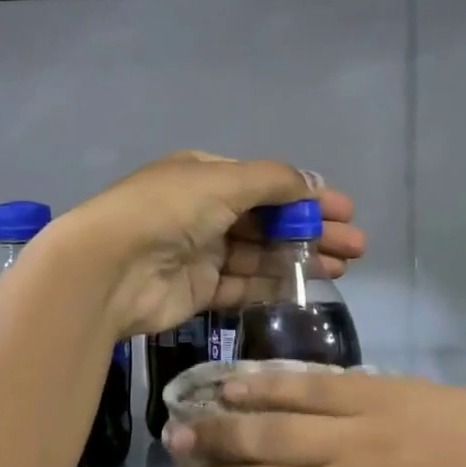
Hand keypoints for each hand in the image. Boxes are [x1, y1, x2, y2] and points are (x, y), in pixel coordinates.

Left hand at [61, 152, 363, 339]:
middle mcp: (204, 211)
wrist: (109, 268)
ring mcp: (201, 253)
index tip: (345, 211)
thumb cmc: (168, 211)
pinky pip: (244, 286)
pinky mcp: (199, 290)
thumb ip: (274, 182)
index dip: (307, 197)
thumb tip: (314, 182)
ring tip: (342, 268)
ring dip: (301, 259)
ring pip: (261, 256)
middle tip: (355, 246)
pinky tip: (307, 287)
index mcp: (206, 176)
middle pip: (269, 222)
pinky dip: (274, 285)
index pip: (266, 184)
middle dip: (312, 231)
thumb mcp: (224, 181)